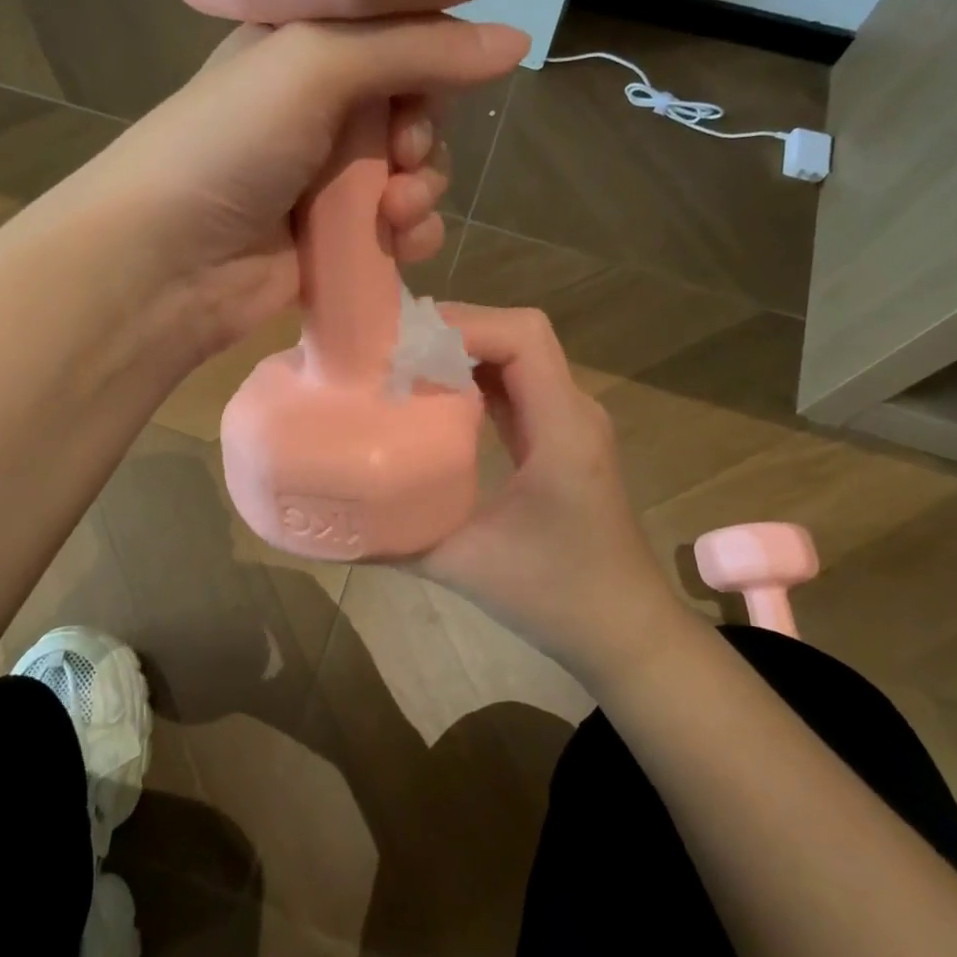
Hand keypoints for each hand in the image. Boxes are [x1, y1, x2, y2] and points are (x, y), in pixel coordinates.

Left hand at [72, 18, 527, 354]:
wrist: (167, 260)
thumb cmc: (230, 143)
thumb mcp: (316, 66)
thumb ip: (416, 51)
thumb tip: (518, 41)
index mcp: (303, 45)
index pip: (395, 31)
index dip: (430, 54)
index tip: (435, 78)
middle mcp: (317, 107)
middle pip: (414, 105)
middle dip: (423, 131)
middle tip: (400, 149)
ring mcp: (326, 178)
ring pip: (414, 171)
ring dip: (423, 187)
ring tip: (394, 209)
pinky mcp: (335, 239)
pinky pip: (400, 227)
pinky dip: (413, 232)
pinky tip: (400, 241)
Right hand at [417, 304, 693, 678]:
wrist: (625, 631)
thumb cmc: (557, 598)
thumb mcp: (466, 566)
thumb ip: (395, 539)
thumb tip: (332, 516)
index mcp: (562, 428)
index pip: (522, 336)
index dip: (464, 324)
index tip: (402, 342)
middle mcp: (571, 411)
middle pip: (517, 335)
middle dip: (452, 331)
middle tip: (386, 348)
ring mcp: (568, 423)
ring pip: (515, 356)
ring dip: (461, 352)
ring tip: (399, 364)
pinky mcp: (557, 439)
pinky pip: (514, 386)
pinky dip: (472, 379)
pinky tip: (431, 397)